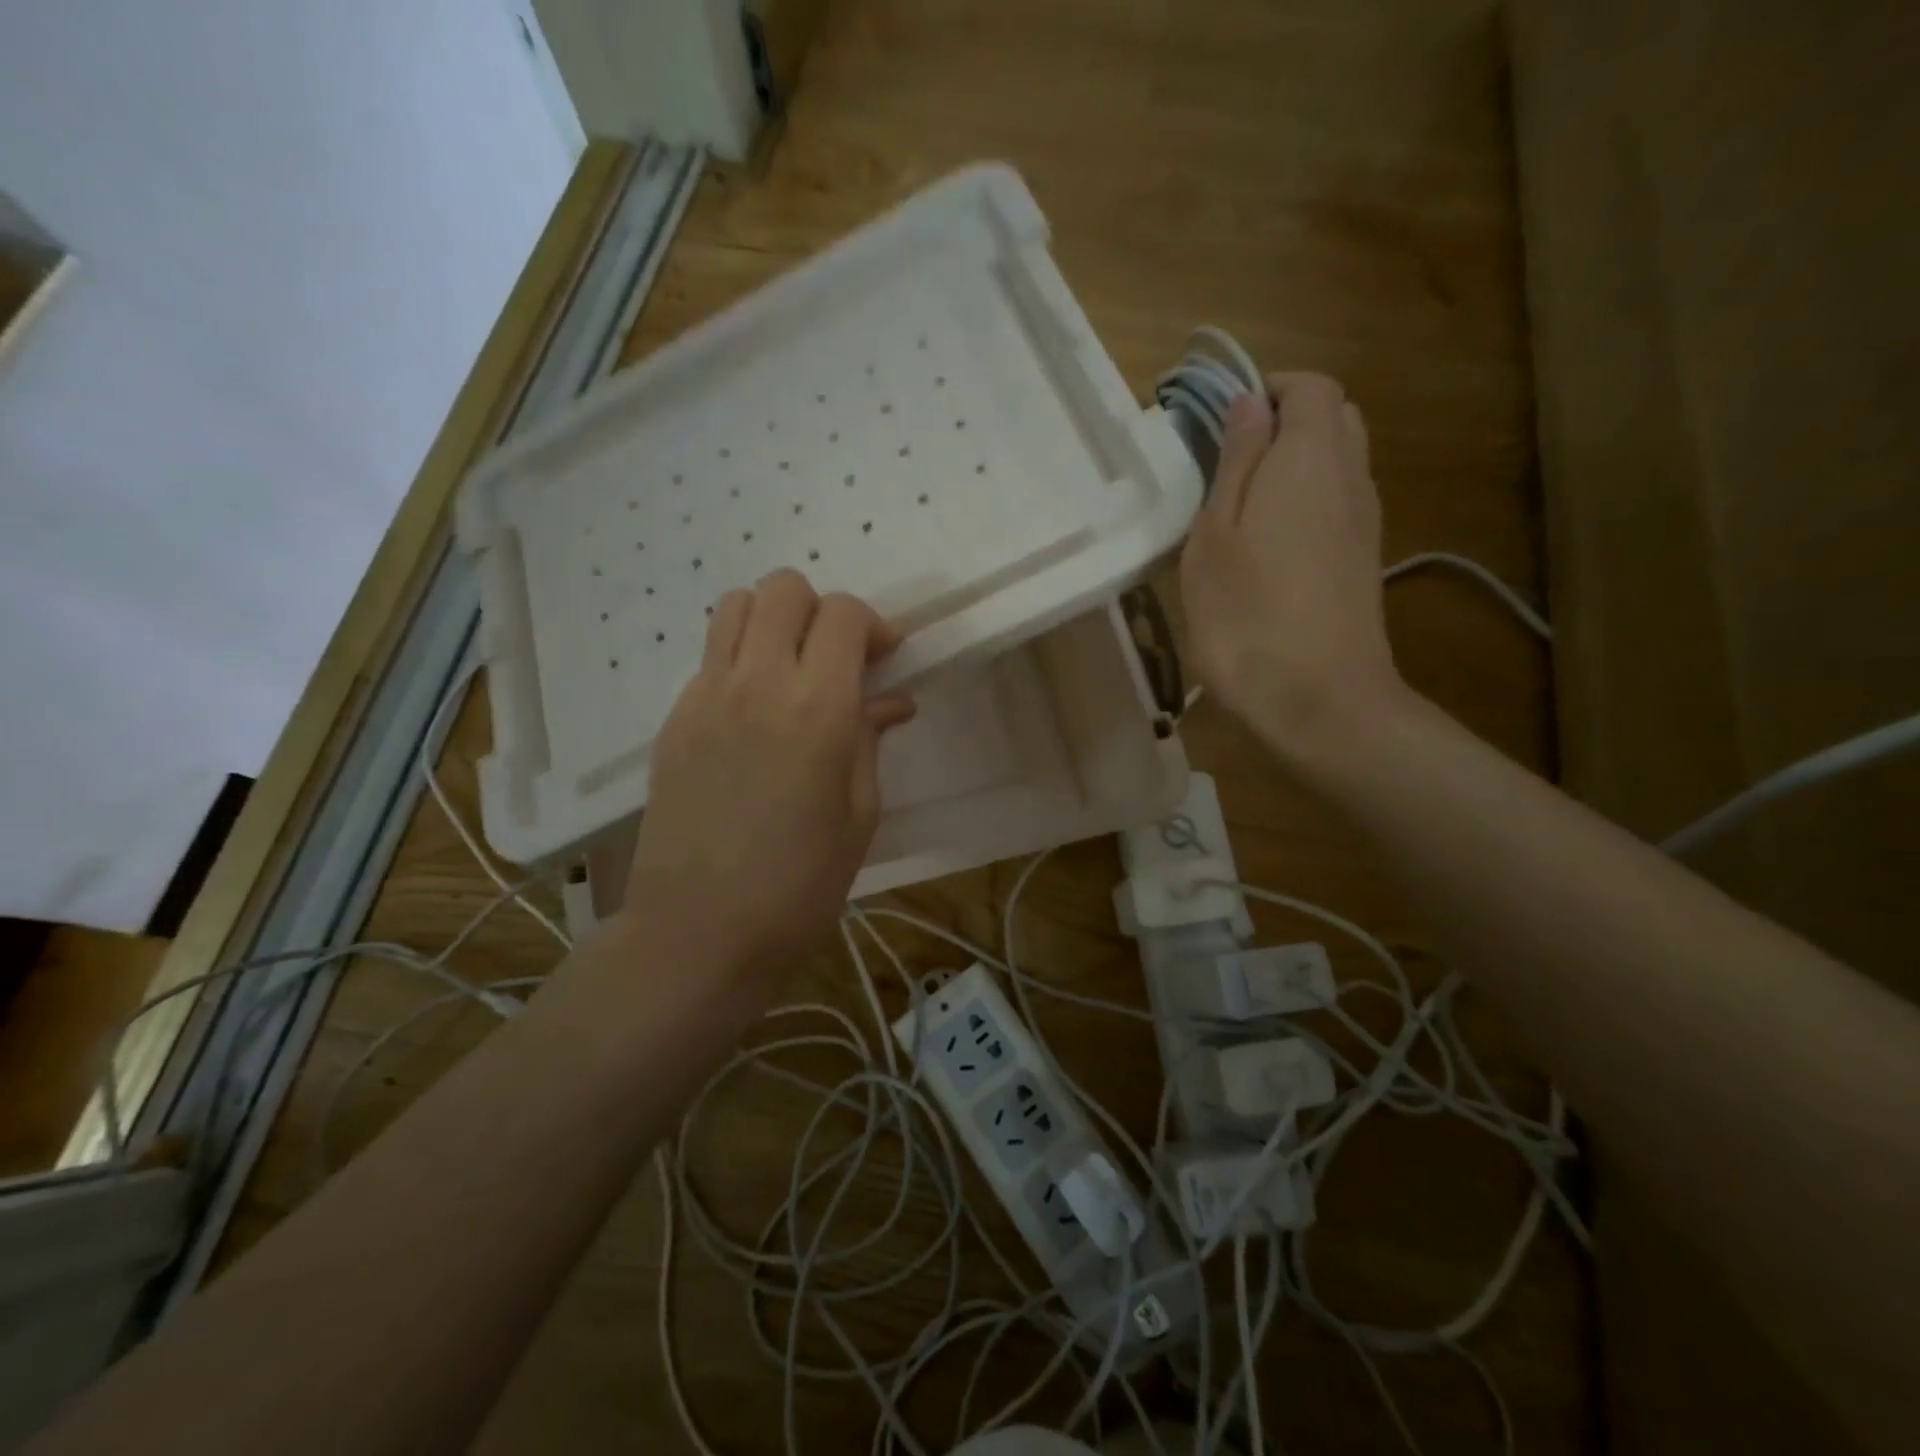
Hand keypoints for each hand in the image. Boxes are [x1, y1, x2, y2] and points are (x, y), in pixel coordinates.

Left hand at [620, 570, 914, 989]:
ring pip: (735, 606)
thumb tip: (889, 701)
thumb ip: (871, 741)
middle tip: (839, 658)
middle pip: (784, 589)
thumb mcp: (859, 815)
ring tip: (792, 669)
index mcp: (818, 709)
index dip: (873, 624)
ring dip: (773, 621)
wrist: (698, 933)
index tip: (886, 657)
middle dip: (821, 610)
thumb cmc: (800, 886)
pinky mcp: (673, 719)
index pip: (844, 615)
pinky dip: (740, 661)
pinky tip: (754, 715)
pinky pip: (711, 657)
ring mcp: (705, 696)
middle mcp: (757, 683)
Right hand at [1179, 372, 1401, 759]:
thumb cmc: (1246, 615)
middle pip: (1332, 417)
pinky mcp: (1363, 557)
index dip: (1268, 390)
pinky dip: (1308, 499)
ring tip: (1242, 505)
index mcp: (1310, 457)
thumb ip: (1234, 462)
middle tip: (1228, 461)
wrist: (1317, 697)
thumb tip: (1249, 403)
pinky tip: (1269, 544)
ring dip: (1294, 463)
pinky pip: (1339, 500)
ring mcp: (1364, 519)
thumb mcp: (1215, 536)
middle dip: (1283, 422)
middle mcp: (1350, 475)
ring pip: (1338, 460)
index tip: (1221, 422)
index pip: (1309, 386)